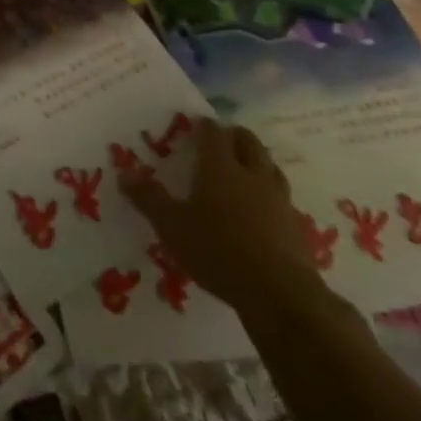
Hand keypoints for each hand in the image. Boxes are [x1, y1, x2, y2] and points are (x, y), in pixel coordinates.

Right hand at [121, 117, 325, 317]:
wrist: (281, 295)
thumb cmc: (218, 251)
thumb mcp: (172, 226)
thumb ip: (149, 198)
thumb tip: (124, 173)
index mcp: (221, 168)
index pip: (213, 133)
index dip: (204, 125)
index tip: (195, 125)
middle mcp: (252, 175)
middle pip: (249, 142)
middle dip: (234, 136)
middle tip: (221, 140)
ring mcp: (279, 200)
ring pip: (270, 167)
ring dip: (257, 161)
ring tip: (243, 170)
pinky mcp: (296, 227)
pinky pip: (282, 198)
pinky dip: (270, 194)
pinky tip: (262, 210)